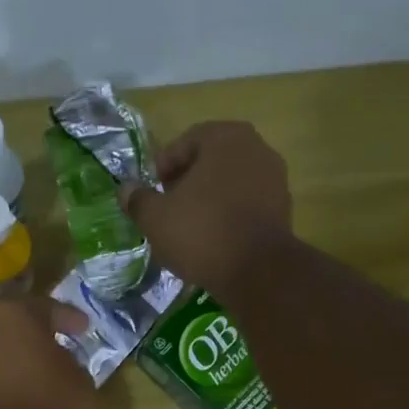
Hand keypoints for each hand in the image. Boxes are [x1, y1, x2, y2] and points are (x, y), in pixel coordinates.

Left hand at [0, 297, 94, 408]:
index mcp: (11, 313)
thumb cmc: (57, 402)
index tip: (81, 328)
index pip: (43, 308)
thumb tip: (53, 364)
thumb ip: (63, 359)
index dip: (65, 318)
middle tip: (48, 348)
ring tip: (20, 378)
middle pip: (5, 326)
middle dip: (25, 335)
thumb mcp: (78, 374)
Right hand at [120, 121, 291, 291]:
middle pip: (211, 160)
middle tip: (167, 207)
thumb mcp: (156, 218)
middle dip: (187, 181)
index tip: (151, 191)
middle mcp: (256, 147)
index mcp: (224, 137)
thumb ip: (138, 200)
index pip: (185, 142)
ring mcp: (275, 177)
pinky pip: (247, 204)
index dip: (163, 166)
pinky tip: (214, 238)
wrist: (257, 271)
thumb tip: (124, 189)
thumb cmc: (202, 233)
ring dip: (209, 199)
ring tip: (189, 226)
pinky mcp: (283, 208)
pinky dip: (229, 214)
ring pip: (230, 182)